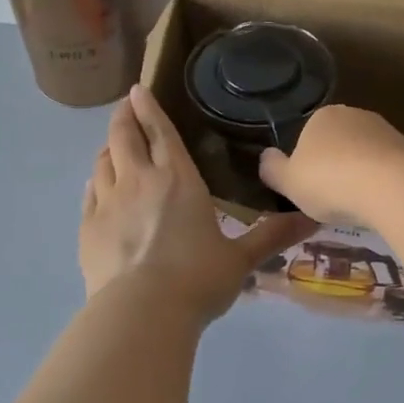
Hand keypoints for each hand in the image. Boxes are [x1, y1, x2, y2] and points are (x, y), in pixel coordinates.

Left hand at [81, 84, 317, 323]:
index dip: (149, 108)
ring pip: (103, 161)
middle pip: (124, 137)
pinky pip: (89, 192)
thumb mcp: (241, 259)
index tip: (138, 90)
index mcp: (178, 180)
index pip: (161, 132)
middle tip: (124, 106)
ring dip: (108, 147)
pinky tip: (96, 183)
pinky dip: (95, 180)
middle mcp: (139, 180)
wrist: (141, 312)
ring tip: (113, 144)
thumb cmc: (197, 279)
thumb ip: (273, 235)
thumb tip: (315, 218)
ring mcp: (108, 202)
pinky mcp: (88, 227)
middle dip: (124, 117)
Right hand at [258, 105, 403, 226]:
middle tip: (331, 199)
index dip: (306, 163)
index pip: (308, 136)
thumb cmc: (330, 182)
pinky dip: (380, 182)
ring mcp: (384, 129)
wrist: (391, 188)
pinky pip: (386, 167)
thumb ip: (272, 168)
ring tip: (356, 205)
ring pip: (363, 154)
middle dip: (334, 166)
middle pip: (337, 143)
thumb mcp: (288, 182)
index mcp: (321, 116)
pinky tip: (379, 202)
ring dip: (359, 174)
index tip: (308, 188)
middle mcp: (354, 114)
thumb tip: (265, 157)